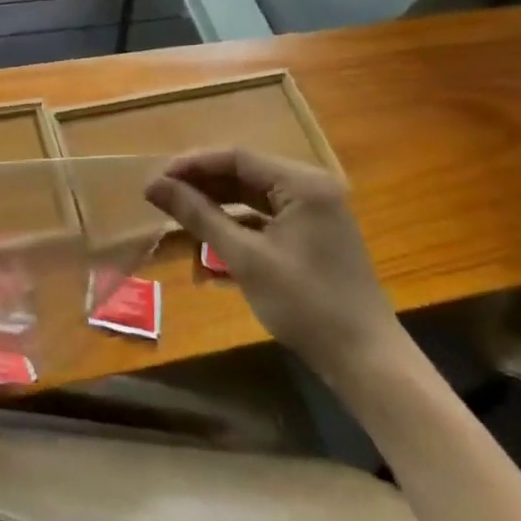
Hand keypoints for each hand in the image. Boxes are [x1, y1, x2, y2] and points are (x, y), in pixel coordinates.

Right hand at [145, 149, 403, 381]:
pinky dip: (238, 219)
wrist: (367, 362)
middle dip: (202, 182)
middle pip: (245, 171)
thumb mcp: (245, 258)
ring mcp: (316, 209)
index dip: (193, 165)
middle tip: (162, 194)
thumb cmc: (306, 305)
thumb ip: (198, 215)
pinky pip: (267, 213)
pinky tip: (210, 231)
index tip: (156, 179)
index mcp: (302, 183)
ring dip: (217, 200)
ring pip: (254, 192)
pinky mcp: (314, 231)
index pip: (237, 157)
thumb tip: (153, 185)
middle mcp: (311, 186)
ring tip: (178, 209)